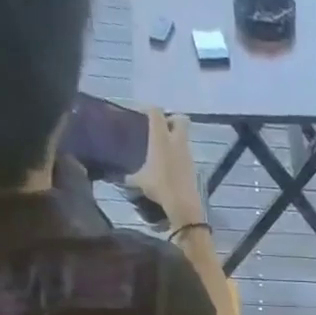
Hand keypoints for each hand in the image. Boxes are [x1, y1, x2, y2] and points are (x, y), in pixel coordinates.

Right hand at [126, 108, 206, 230]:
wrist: (183, 205)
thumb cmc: (160, 187)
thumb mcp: (140, 181)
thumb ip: (130, 176)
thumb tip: (122, 178)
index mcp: (161, 137)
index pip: (156, 112)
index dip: (149, 110)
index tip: (142, 115)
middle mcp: (176, 141)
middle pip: (180, 119)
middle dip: (172, 120)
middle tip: (161, 128)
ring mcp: (187, 154)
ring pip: (184, 138)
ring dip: (175, 139)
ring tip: (164, 149)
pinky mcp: (193, 167)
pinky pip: (186, 154)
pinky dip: (179, 155)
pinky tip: (170, 164)